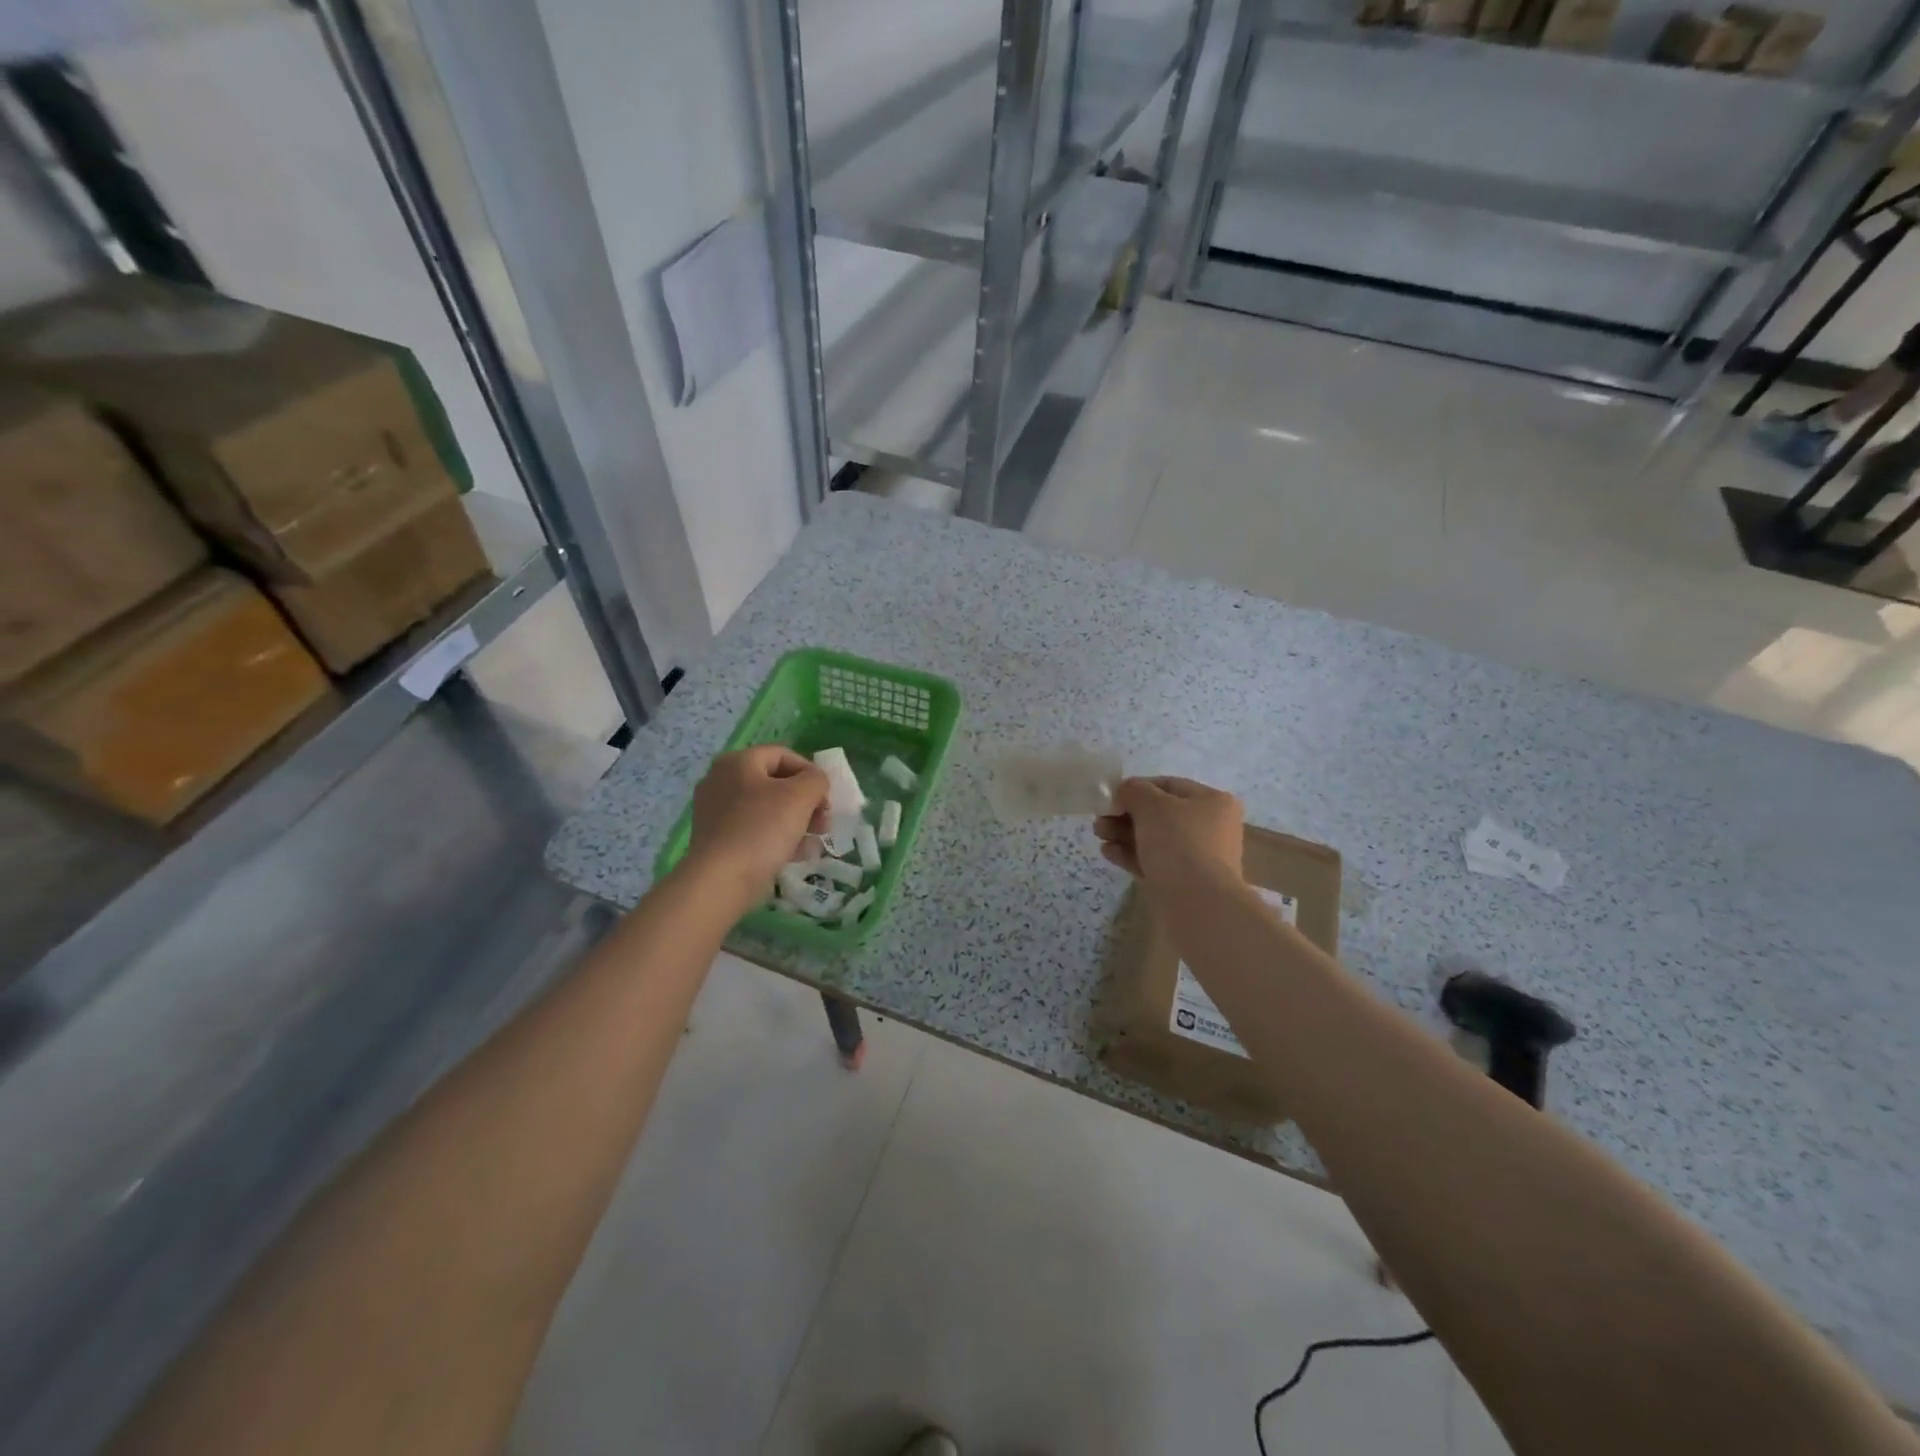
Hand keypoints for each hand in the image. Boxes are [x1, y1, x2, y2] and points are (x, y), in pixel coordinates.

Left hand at [685, 746, 829, 906]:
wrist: (720, 881)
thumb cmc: (762, 829)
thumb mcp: (801, 796)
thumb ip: (816, 779)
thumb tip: (815, 782)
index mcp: (738, 762)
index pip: (784, 755)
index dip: (811, 773)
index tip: (826, 799)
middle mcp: (721, 780)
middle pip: (776, 783)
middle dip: (805, 802)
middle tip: (822, 824)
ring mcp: (715, 811)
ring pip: (767, 808)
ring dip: (795, 822)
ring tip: (812, 843)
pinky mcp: (716, 838)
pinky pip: (754, 829)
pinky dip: (776, 837)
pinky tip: (793, 855)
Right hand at [1094, 776, 1243, 886]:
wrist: (1198, 905)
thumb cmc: (1179, 843)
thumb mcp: (1152, 805)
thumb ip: (1133, 791)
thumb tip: (1124, 793)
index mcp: (1213, 802)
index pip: (1168, 786)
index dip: (1136, 788)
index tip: (1111, 798)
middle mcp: (1210, 827)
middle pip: (1159, 814)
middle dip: (1126, 815)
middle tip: (1100, 820)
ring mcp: (1198, 857)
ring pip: (1154, 839)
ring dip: (1124, 834)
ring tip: (1099, 836)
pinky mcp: (1183, 882)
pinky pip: (1154, 862)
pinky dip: (1131, 855)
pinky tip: (1108, 853)